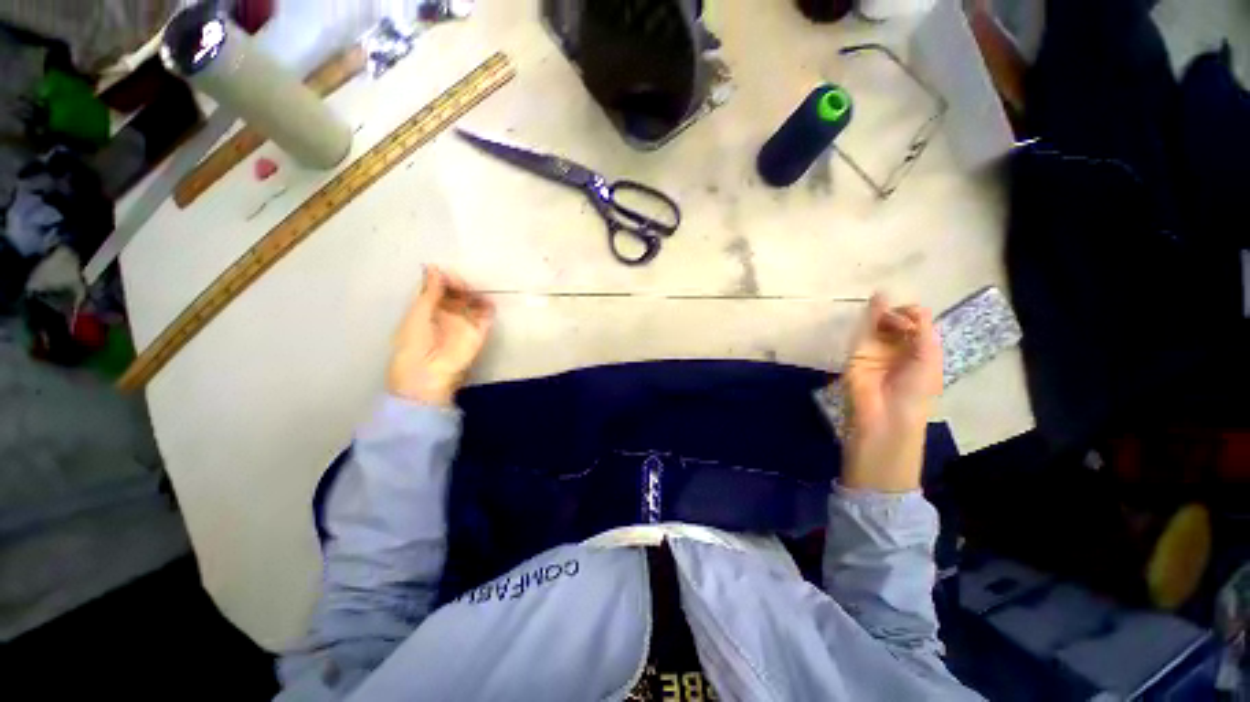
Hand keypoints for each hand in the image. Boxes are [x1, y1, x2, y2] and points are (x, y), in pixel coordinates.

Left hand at [387, 266, 494, 405]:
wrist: (427, 373)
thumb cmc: (414, 343)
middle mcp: (446, 314)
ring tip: (474, 291)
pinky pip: (486, 318)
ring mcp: (463, 323)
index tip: (446, 274)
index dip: (443, 279)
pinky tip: (487, 302)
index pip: (438, 288)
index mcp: (426, 309)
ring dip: (475, 294)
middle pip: (457, 293)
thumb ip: (429, 292)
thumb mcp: (418, 313)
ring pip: (473, 302)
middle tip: (462, 283)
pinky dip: (489, 308)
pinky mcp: (478, 333)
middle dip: (460, 284)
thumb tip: (434, 267)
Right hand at [840, 295, 942, 492]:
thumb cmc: (915, 390)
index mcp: (921, 352)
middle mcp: (899, 349)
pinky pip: (865, 330)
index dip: (915, 316)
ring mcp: (877, 350)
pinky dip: (870, 314)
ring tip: (884, 303)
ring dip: (884, 311)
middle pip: (899, 322)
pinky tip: (875, 301)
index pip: (918, 326)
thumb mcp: (929, 359)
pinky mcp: (858, 351)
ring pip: (880, 323)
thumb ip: (922, 331)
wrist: (885, 414)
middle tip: (897, 318)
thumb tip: (915, 307)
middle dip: (899, 313)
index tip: (912, 318)